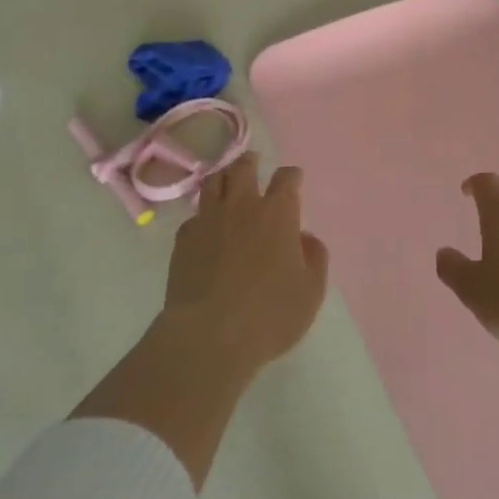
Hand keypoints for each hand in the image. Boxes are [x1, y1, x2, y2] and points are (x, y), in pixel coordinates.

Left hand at [163, 152, 329, 374]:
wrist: (208, 336)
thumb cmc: (269, 315)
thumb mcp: (311, 291)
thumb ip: (314, 258)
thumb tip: (304, 238)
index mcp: (277, 214)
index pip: (286, 179)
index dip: (292, 175)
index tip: (294, 177)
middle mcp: (242, 206)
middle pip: (243, 168)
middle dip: (251, 162)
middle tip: (253, 162)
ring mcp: (208, 220)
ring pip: (213, 183)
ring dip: (223, 177)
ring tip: (227, 181)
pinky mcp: (183, 240)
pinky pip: (194, 216)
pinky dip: (203, 215)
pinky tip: (205, 225)